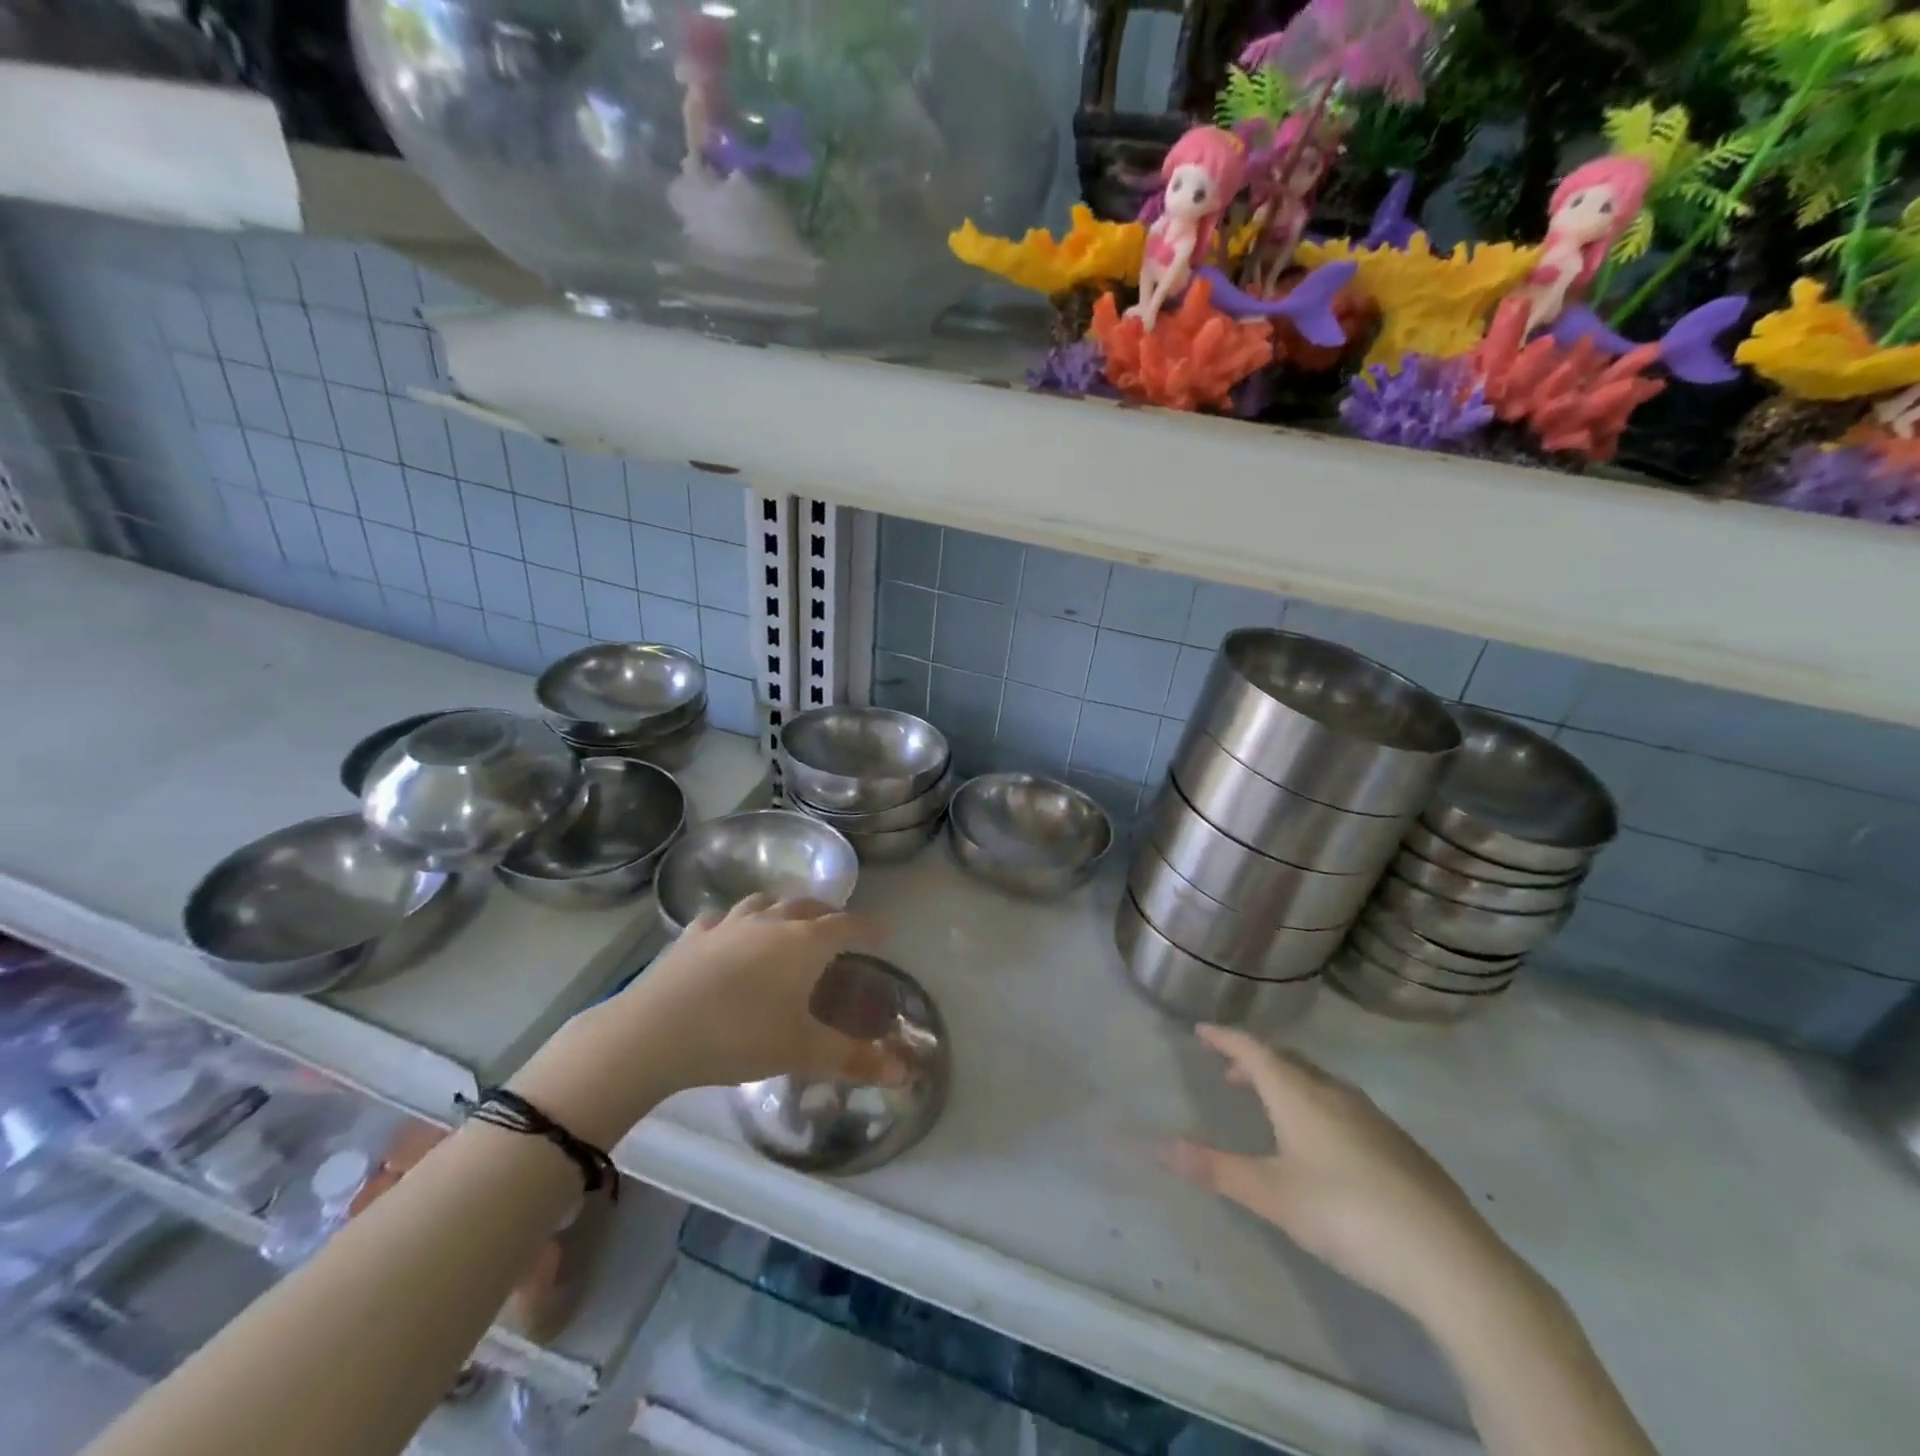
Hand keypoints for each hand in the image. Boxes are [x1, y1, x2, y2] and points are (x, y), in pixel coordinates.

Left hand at [511, 896, 885, 1145]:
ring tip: (786, 922)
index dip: (868, 927)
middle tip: (838, 926)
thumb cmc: (739, 1038)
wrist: (655, 1033)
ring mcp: (728, 925)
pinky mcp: (692, 936)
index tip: (883, 931)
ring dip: (782, 909)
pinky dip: (734, 922)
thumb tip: (905, 1072)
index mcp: (803, 944)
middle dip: (828, 913)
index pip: (847, 925)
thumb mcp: (802, 1052)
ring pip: (763, 903)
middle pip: (807, 906)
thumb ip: (854, 1059)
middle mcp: (770, 923)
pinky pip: (720, 919)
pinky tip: (728, 936)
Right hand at [1161, 1025, 1512, 1324]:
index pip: (1253, 1050)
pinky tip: (1325, 1145)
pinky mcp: (1400, 1145)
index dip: (1225, 1038)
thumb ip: (1215, 1168)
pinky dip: (1319, 1106)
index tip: (1201, 1031)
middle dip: (1255, 1062)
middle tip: (1231, 1074)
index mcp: (1299, 1093)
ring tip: (1273, 1107)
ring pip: (1320, 1082)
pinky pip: (1345, 1106)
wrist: (1449, 1259)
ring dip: (1289, 1084)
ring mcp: (1374, 1116)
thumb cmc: (1346, 1215)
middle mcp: (1335, 1092)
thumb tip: (1159, 1145)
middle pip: (1288, 1060)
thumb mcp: (1271, 1195)